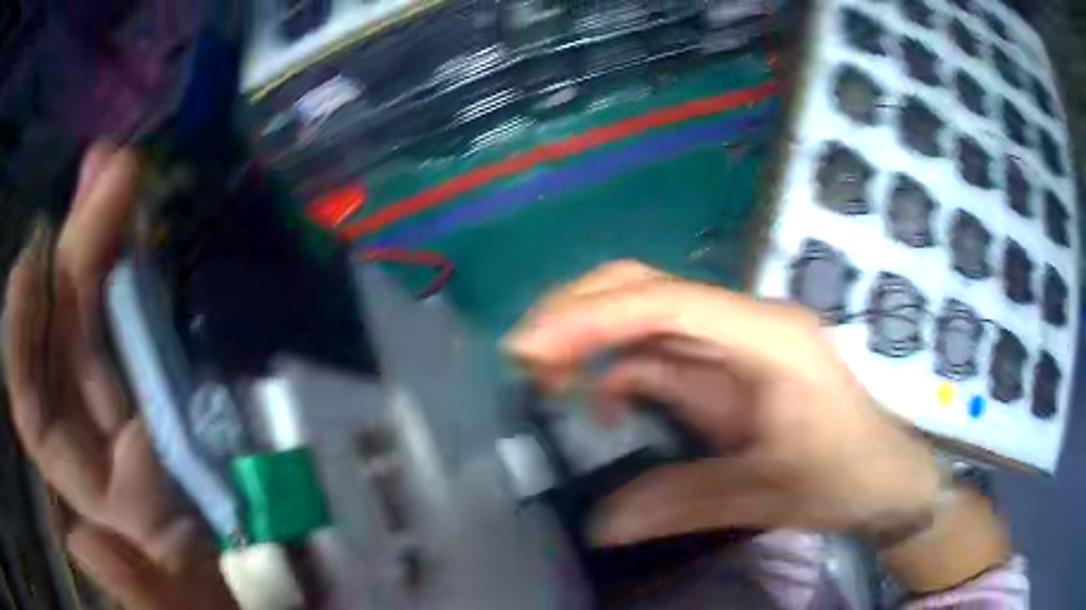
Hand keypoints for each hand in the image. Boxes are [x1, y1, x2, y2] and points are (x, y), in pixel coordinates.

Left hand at [3, 145, 235, 609]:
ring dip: (105, 237)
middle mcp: (99, 436)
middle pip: (67, 333)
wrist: (268, 581)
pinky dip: (134, 266)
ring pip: (100, 312)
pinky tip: (140, 220)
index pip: (34, 411)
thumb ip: (137, 593)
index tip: (31, 263)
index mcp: (96, 492)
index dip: (22, 342)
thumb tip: (80, 543)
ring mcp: (136, 403)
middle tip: (104, 170)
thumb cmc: (217, 603)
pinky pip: (138, 317)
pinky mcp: (172, 386)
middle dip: (75, 249)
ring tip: (119, 169)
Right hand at [504, 261, 943, 544]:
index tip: (530, 349)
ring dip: (590, 339)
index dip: (593, 319)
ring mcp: (735, 342)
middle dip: (580, 311)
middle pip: (649, 287)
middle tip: (525, 355)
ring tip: (544, 379)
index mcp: (768, 338)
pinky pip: (658, 354)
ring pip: (646, 315)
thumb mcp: (769, 494)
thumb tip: (601, 523)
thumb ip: (684, 502)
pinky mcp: (726, 366)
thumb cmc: (846, 475)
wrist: (887, 476)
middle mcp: (747, 323)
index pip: (668, 304)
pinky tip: (600, 405)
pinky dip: (617, 371)